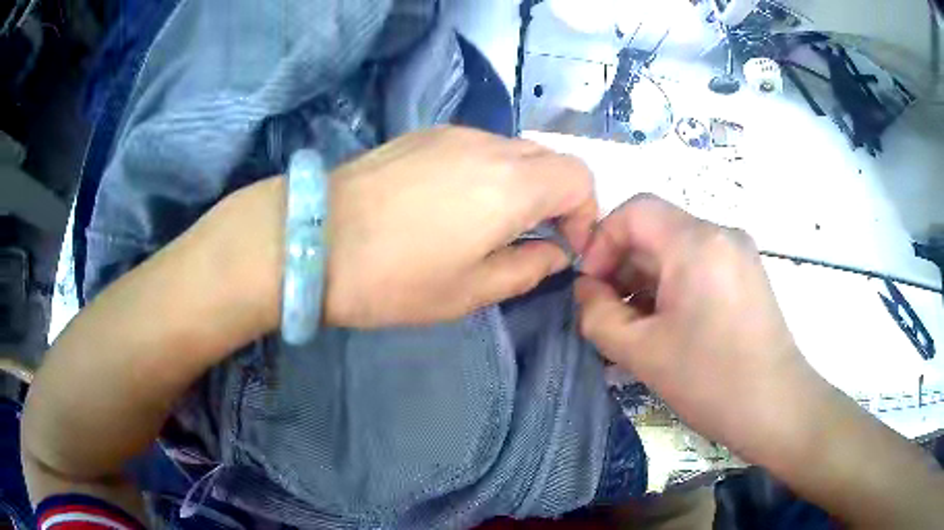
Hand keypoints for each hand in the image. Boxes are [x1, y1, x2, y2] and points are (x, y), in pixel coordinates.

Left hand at [208, 127, 595, 329]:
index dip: (586, 213)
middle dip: (558, 198)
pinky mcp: (424, 133)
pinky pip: (479, 146)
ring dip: (523, 183)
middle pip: (551, 159)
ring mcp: (454, 133)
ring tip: (492, 222)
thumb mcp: (470, 291)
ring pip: (515, 150)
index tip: (566, 245)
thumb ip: (528, 268)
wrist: (312, 240)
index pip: (580, 178)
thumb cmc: (393, 278)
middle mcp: (490, 146)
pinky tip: (455, 201)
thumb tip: (554, 252)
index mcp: (512, 185)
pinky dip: (490, 171)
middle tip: (535, 237)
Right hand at [575, 195, 817, 460]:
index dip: (602, 241)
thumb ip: (598, 315)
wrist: (776, 407)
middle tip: (610, 314)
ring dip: (647, 279)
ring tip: (637, 326)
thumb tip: (586, 290)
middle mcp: (721, 233)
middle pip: (657, 229)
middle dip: (623, 267)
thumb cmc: (711, 380)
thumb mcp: (641, 352)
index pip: (634, 211)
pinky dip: (674, 286)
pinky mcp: (747, 273)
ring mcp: (738, 252)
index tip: (592, 286)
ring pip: (677, 248)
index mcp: (696, 243)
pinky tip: (668, 325)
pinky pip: (699, 264)